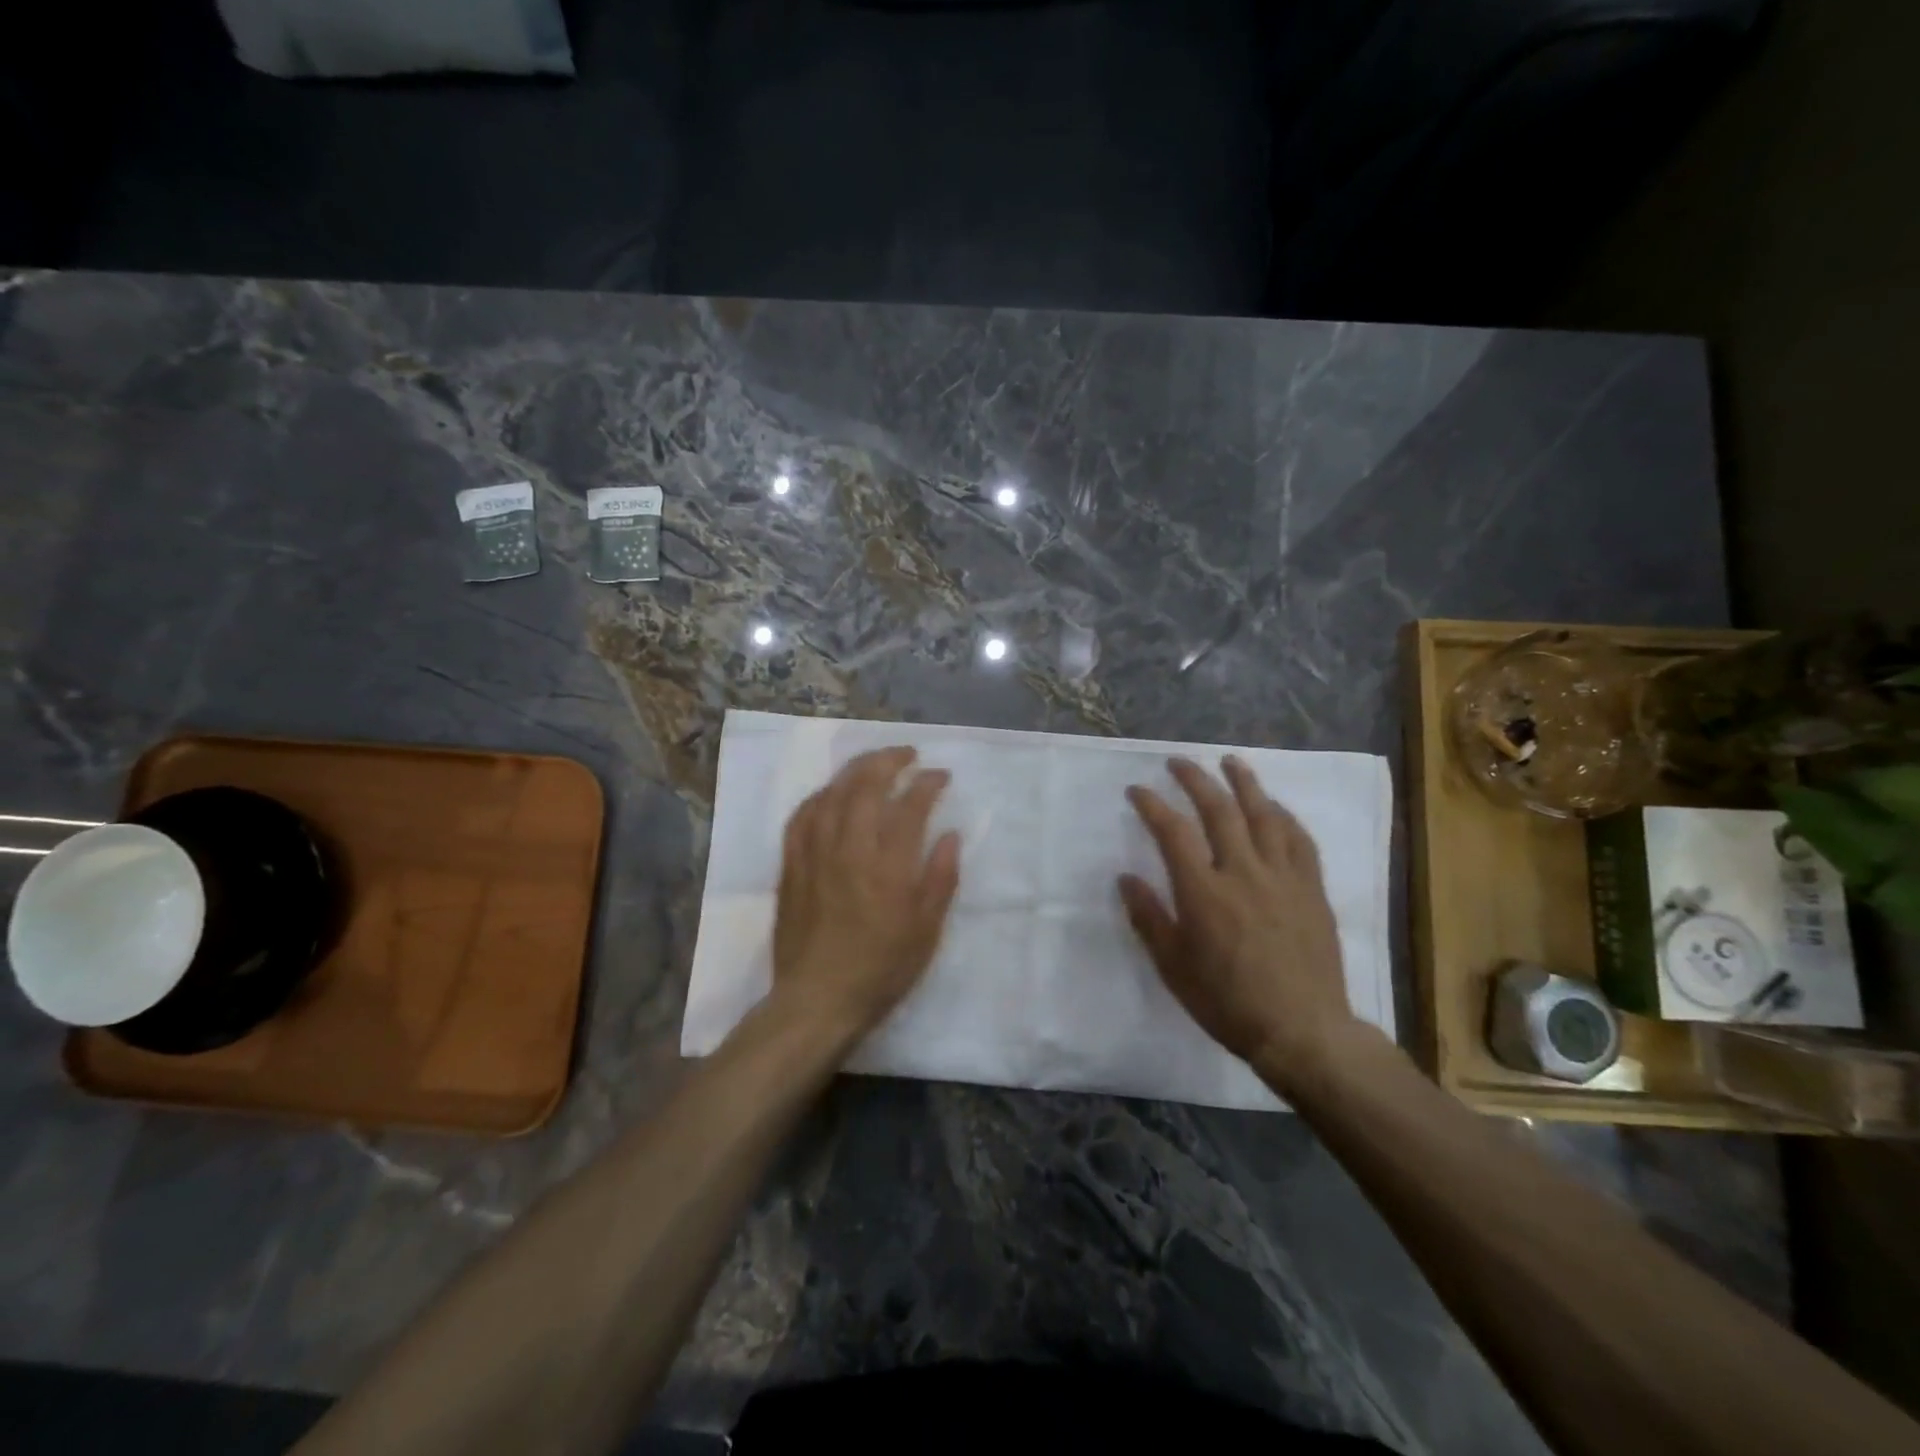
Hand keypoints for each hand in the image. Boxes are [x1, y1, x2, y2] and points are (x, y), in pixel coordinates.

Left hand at [771, 746, 961, 1039]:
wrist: (817, 1000)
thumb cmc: (881, 970)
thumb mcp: (926, 932)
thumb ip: (940, 879)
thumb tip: (950, 834)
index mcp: (889, 867)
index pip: (910, 806)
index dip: (927, 782)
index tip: (940, 775)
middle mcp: (850, 850)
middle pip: (866, 786)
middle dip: (889, 760)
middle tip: (907, 754)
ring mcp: (815, 855)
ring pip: (831, 794)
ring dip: (854, 770)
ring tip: (872, 762)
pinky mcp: (791, 866)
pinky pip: (801, 817)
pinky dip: (818, 796)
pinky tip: (830, 793)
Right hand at [1119, 756, 1355, 1075]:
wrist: (1302, 1031)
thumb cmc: (1227, 1002)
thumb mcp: (1173, 967)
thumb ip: (1149, 918)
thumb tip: (1126, 878)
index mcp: (1203, 892)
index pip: (1172, 832)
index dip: (1152, 805)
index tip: (1137, 790)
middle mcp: (1243, 872)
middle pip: (1218, 810)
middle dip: (1195, 779)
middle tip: (1178, 762)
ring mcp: (1282, 877)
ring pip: (1263, 815)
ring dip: (1244, 783)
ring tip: (1230, 761)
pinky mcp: (1311, 888)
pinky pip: (1300, 840)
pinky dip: (1284, 816)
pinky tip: (1275, 806)